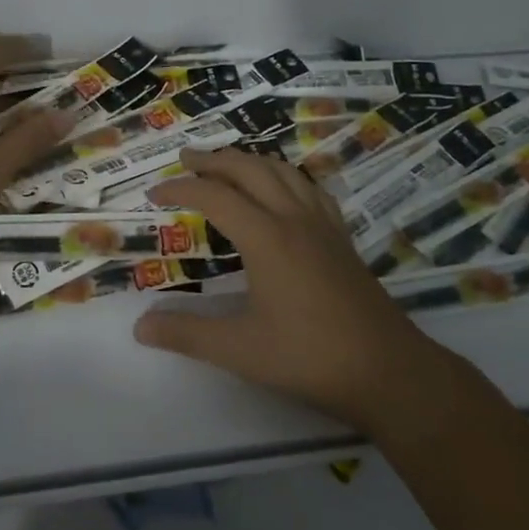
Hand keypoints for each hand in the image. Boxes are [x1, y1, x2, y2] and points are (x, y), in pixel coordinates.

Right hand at [134, 147, 446, 429]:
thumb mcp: (240, 350)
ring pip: (283, 171)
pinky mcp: (341, 237)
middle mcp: (294, 218)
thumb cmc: (310, 358)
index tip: (153, 194)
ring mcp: (322, 225)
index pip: (214, 196)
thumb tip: (140, 326)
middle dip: (214, 160)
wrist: (388, 370)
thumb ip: (188, 334)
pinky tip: (283, 188)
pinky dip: (285, 176)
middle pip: (249, 169)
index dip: (180, 189)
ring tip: (227, 164)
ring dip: (249, 161)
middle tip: (185, 159)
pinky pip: (310, 188)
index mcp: (266, 237)